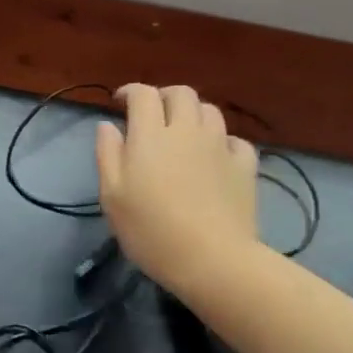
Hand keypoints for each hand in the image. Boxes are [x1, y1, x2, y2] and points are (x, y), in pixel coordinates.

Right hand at [96, 84, 257, 299]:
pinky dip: (222, 141)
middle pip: (181, 94)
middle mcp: (187, 131)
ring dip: (193, 114)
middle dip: (164, 96)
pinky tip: (215, 156)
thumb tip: (107, 126)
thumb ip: (107, 154)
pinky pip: (235, 141)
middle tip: (153, 113)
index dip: (130, 91)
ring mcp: (220, 147)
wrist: (212, 260)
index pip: (143, 94)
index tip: (120, 102)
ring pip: (210, 111)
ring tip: (183, 132)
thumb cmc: (151, 230)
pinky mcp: (245, 167)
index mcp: (151, 135)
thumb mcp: (112, 196)